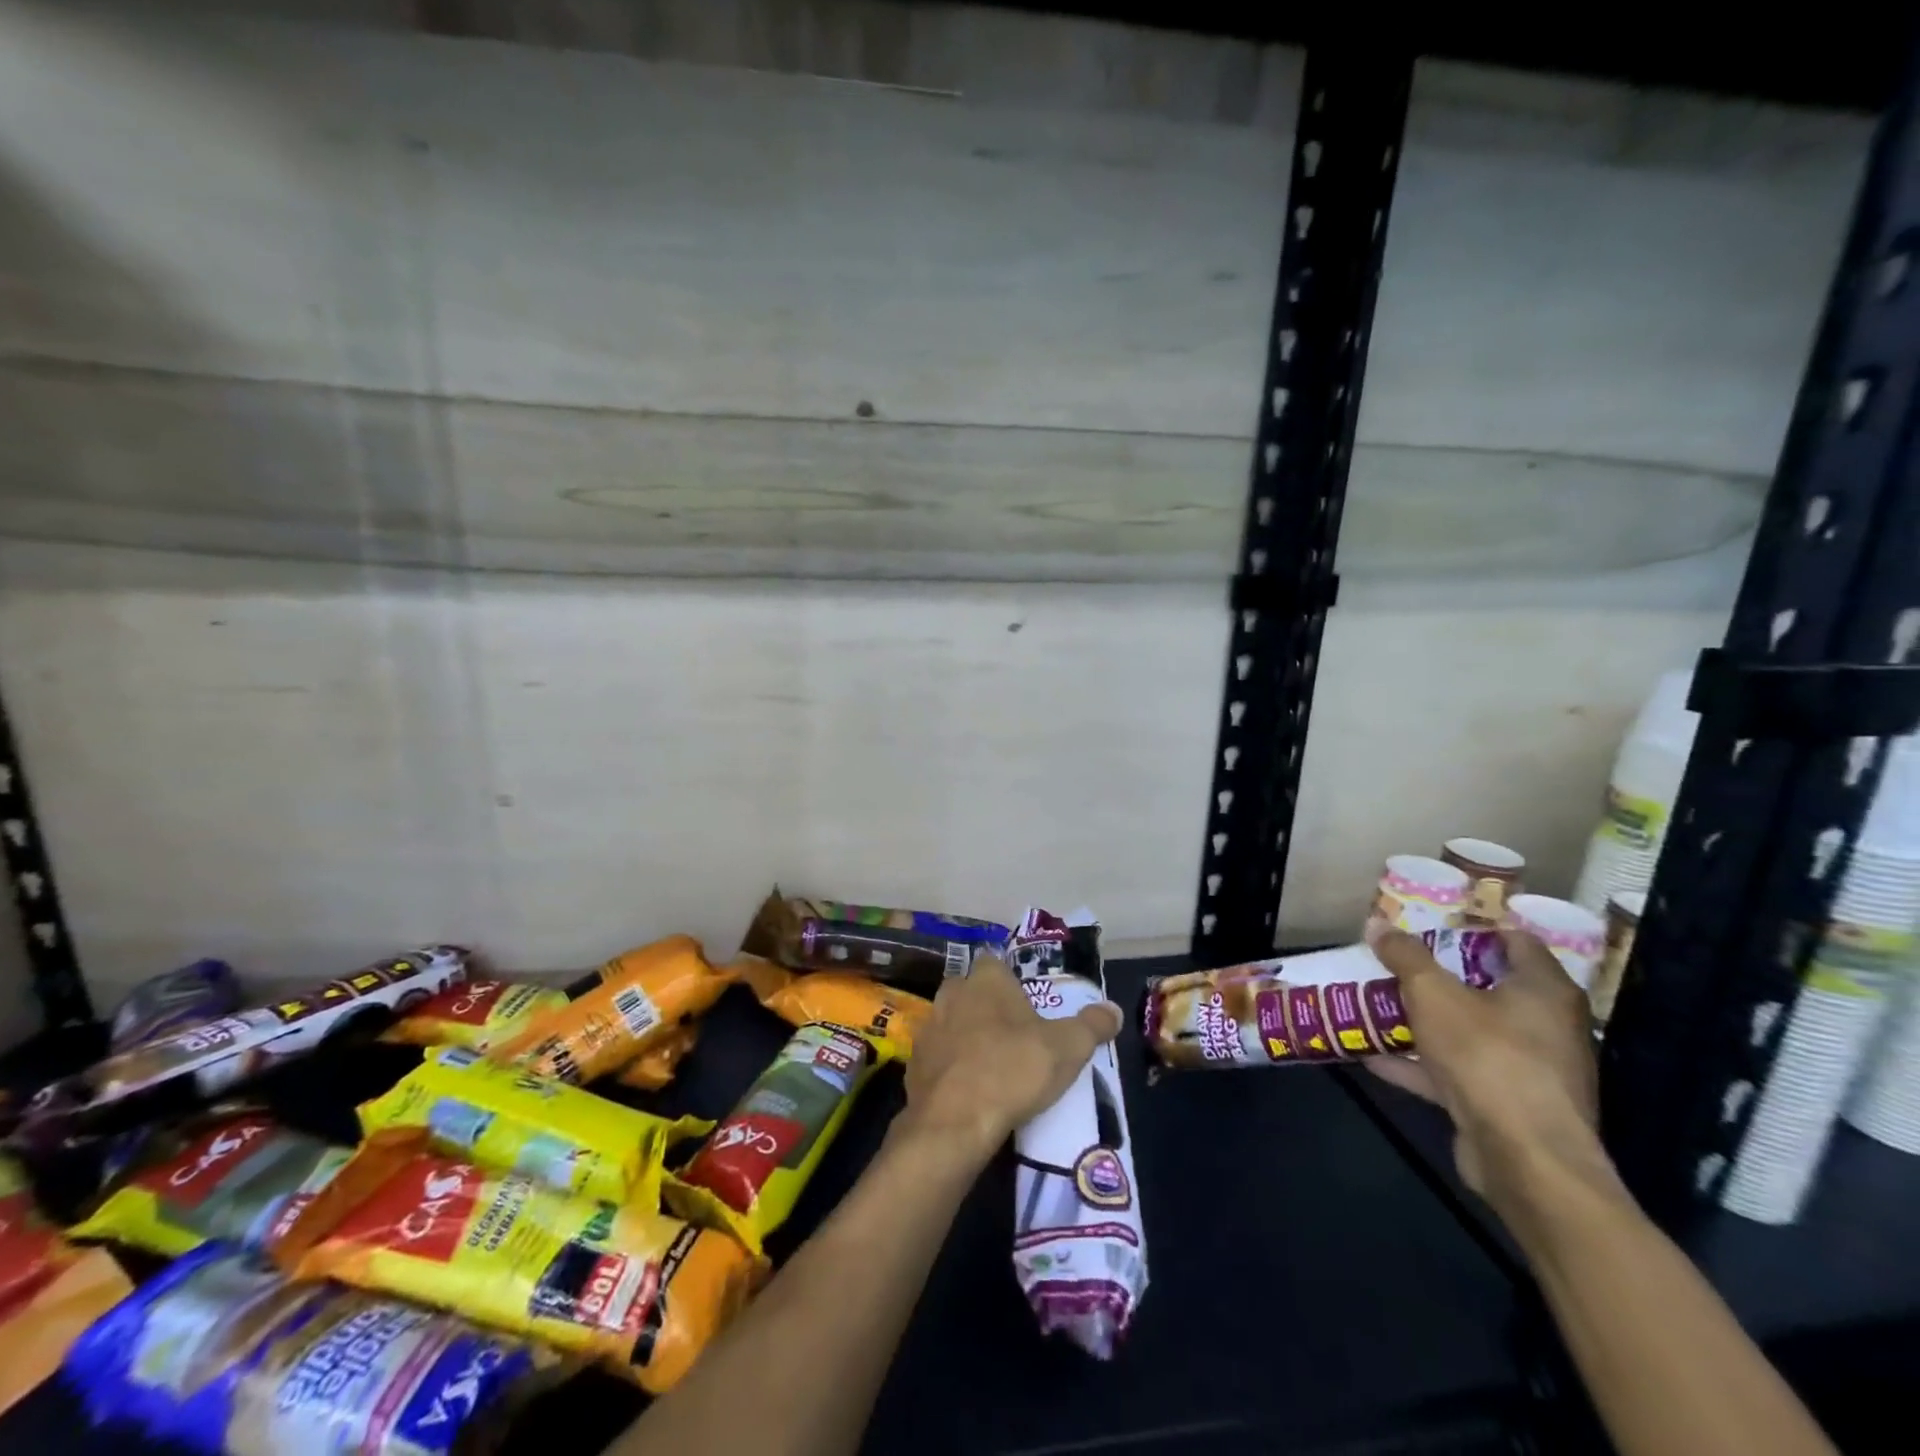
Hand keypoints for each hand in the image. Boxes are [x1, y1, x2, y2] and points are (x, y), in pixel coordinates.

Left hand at [897, 954, 1121, 1164]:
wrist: (953, 1121)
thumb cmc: (1013, 1070)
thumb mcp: (1067, 1048)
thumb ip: (1092, 1026)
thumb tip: (1113, 1010)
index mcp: (987, 980)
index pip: (995, 962)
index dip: (1009, 980)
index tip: (1025, 1002)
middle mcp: (952, 993)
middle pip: (971, 991)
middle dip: (988, 1007)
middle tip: (1013, 1035)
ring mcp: (929, 1027)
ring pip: (952, 1022)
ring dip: (967, 1036)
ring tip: (992, 1064)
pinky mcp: (915, 1063)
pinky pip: (938, 1056)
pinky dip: (951, 1067)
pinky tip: (968, 1090)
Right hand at [1366, 926, 1614, 1211]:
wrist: (1525, 1158)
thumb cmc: (1488, 1056)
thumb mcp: (1433, 994)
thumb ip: (1405, 957)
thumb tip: (1377, 923)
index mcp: (1544, 990)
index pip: (1515, 941)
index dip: (1471, 929)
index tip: (1428, 926)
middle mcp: (1547, 1026)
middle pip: (1487, 987)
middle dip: (1437, 976)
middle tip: (1394, 964)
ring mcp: (1529, 1069)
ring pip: (1468, 1032)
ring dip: (1423, 1022)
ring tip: (1376, 1006)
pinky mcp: (1508, 1105)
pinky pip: (1457, 1072)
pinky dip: (1420, 1064)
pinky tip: (1375, 1057)